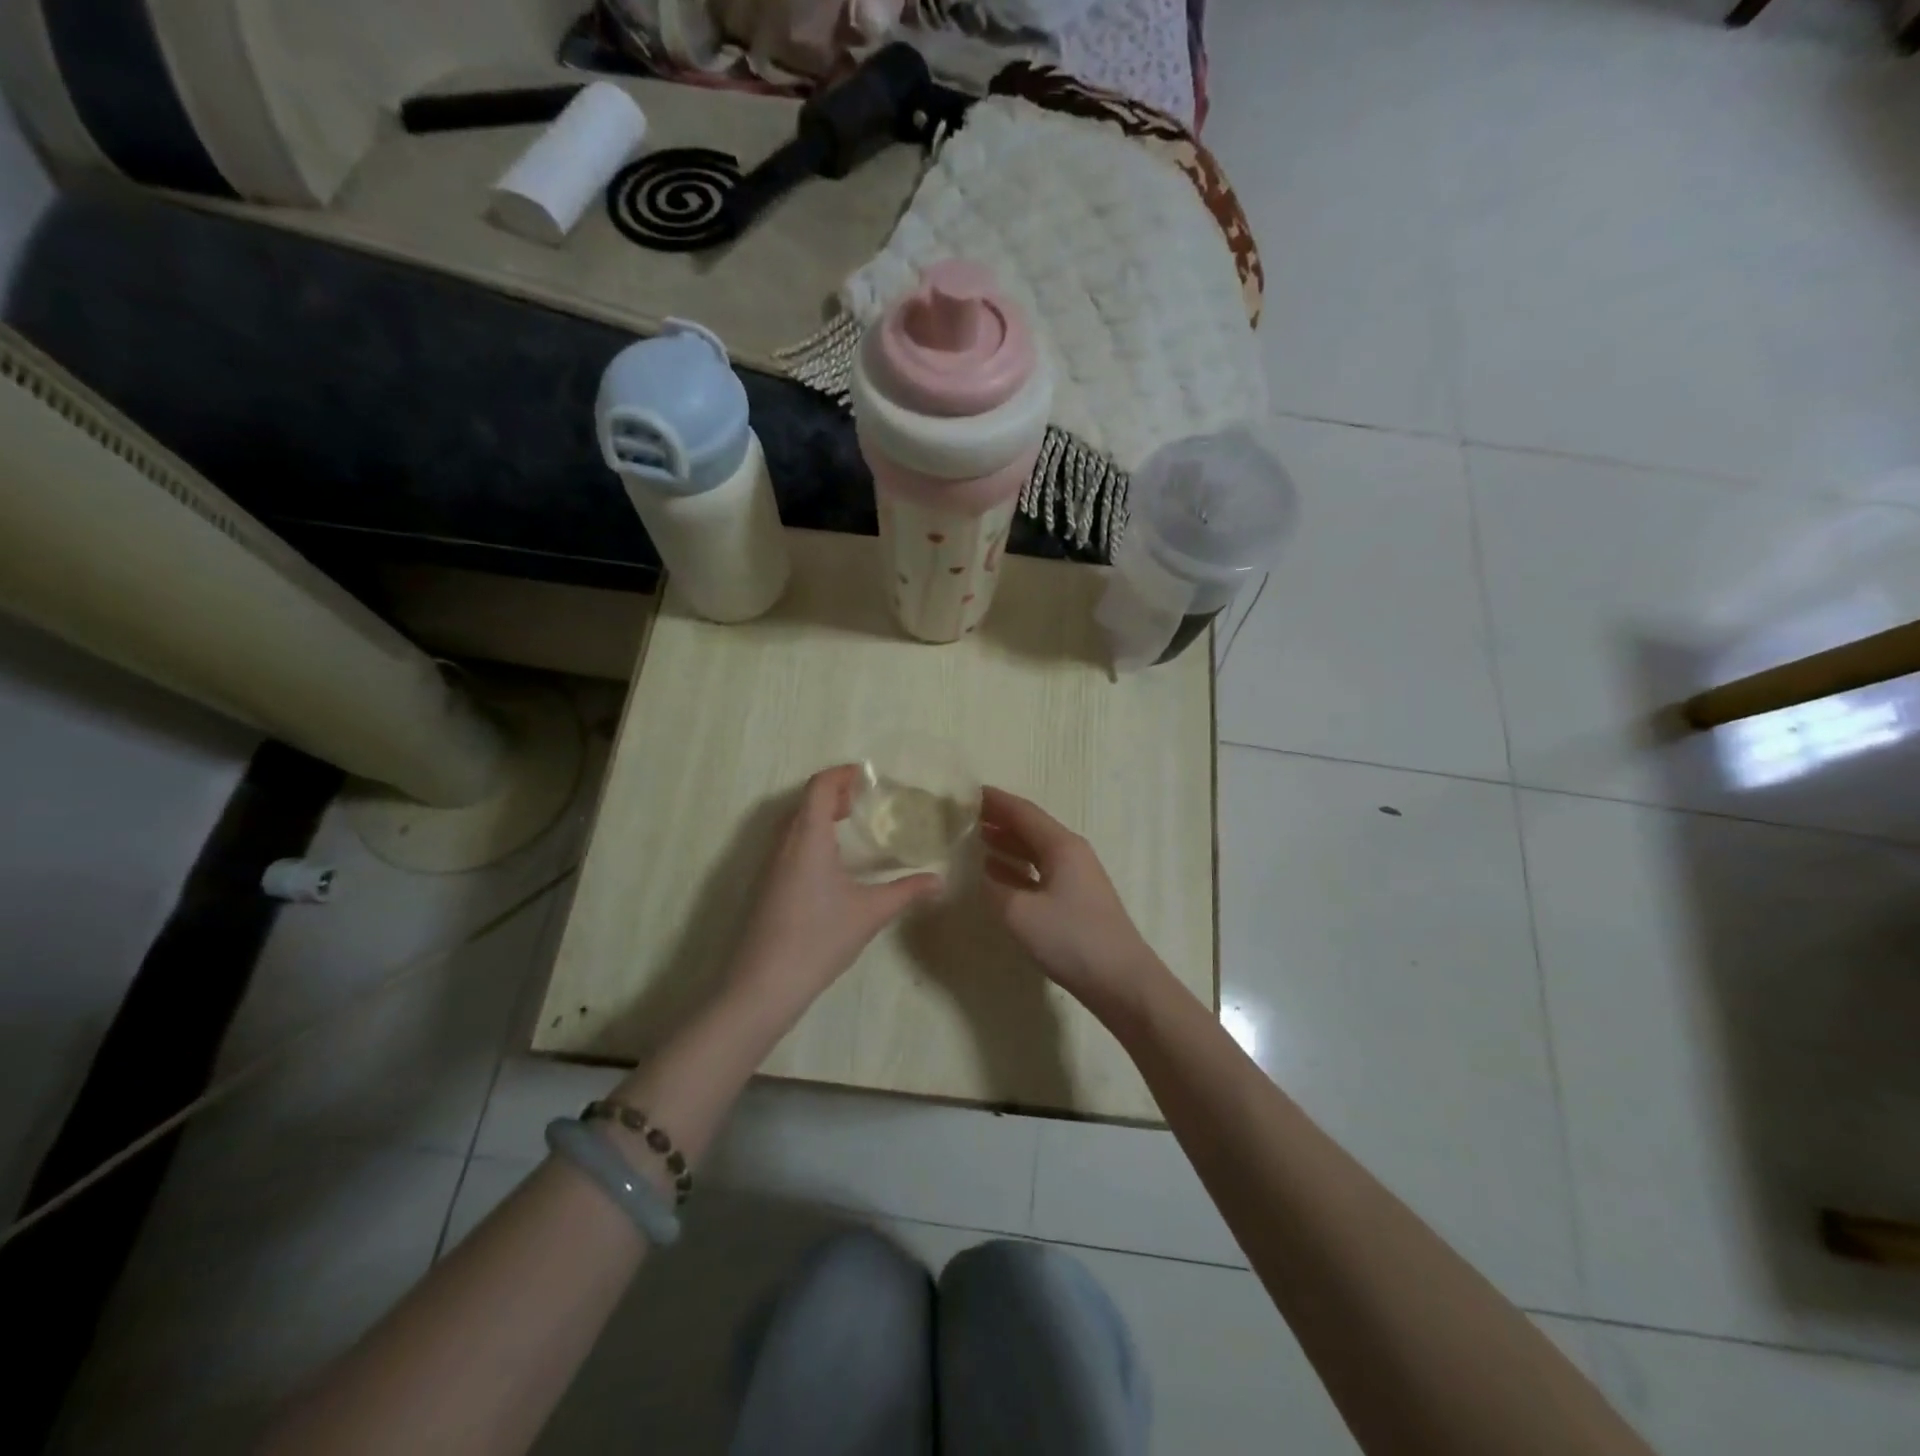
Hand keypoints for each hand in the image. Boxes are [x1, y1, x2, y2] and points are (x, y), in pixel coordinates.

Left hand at [729, 766, 941, 1012]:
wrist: (764, 985)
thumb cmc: (819, 939)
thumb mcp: (870, 913)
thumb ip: (906, 891)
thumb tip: (940, 880)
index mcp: (808, 838)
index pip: (819, 787)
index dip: (842, 774)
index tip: (868, 775)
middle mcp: (785, 844)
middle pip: (805, 801)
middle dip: (834, 792)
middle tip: (865, 799)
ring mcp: (771, 866)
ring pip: (794, 823)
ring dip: (820, 815)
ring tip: (850, 824)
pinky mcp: (767, 886)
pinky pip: (788, 844)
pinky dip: (810, 836)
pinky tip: (831, 862)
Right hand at [979, 786, 1162, 1017]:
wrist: (1122, 981)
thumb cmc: (1071, 939)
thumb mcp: (1020, 913)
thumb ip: (996, 888)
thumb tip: (985, 873)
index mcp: (1061, 846)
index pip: (1024, 812)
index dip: (996, 801)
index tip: (968, 792)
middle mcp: (1072, 853)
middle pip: (1032, 827)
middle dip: (1000, 819)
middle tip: (967, 815)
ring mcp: (1077, 877)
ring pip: (1036, 850)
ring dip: (1008, 842)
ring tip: (978, 838)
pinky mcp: (1077, 900)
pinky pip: (1041, 871)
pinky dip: (1018, 867)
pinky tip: (998, 873)